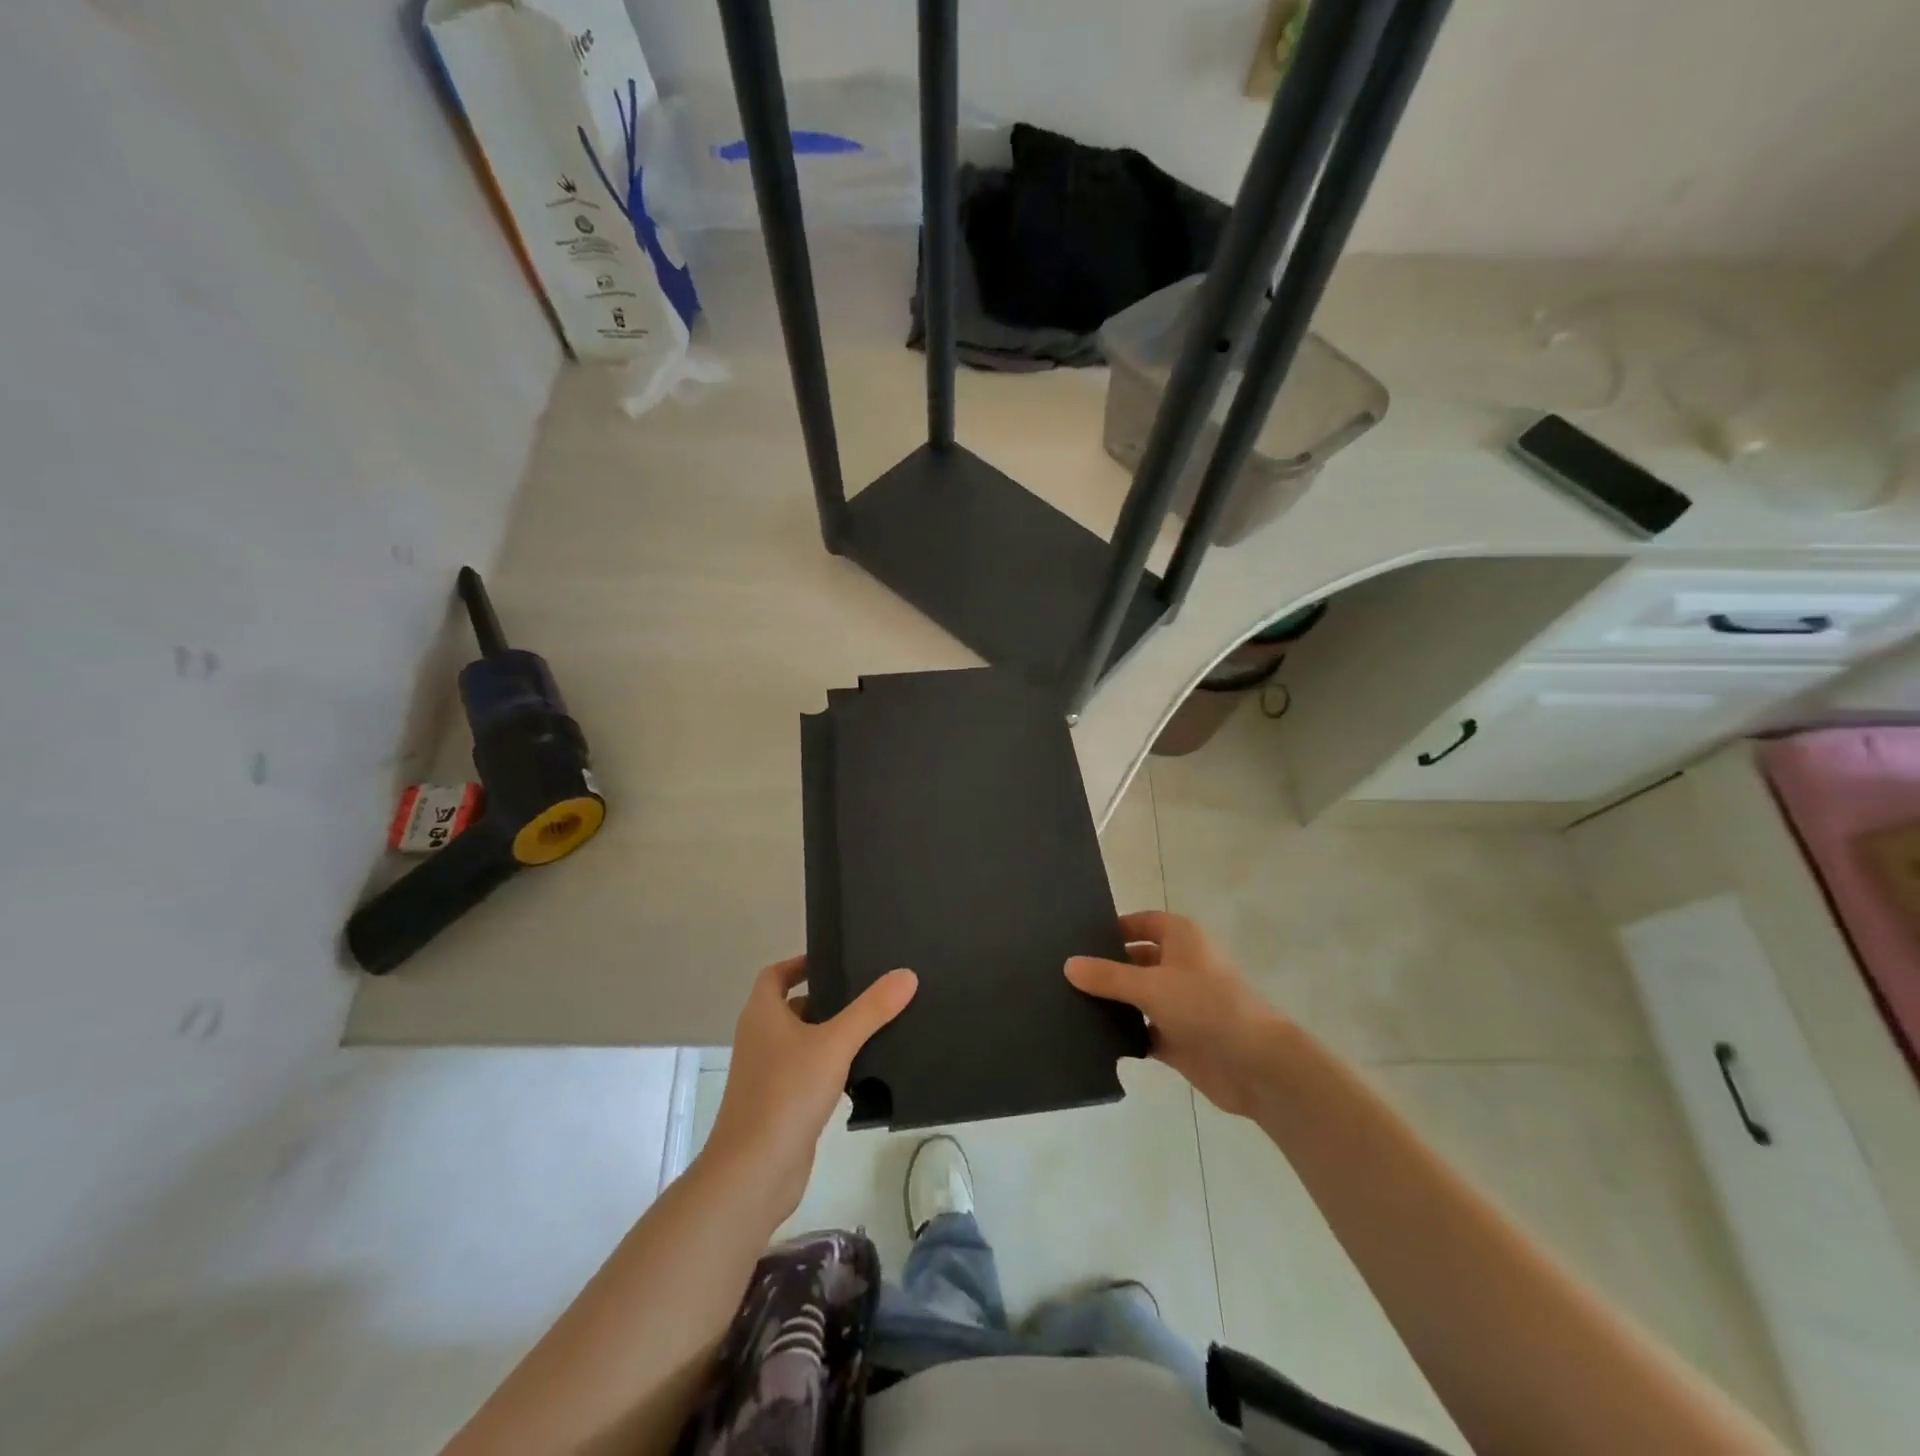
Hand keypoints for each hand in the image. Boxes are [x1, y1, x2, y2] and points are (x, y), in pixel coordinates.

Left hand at [702, 957, 917, 1221]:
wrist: (753, 1173)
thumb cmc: (787, 1094)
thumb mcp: (835, 1044)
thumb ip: (871, 1009)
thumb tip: (906, 974)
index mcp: (762, 1014)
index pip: (776, 975)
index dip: (801, 963)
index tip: (836, 959)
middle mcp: (759, 1038)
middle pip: (792, 1006)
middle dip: (825, 998)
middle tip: (867, 990)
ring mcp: (767, 1074)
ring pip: (801, 1041)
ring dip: (829, 1033)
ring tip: (873, 1025)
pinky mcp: (779, 1104)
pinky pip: (806, 1072)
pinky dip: (829, 1065)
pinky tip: (861, 1070)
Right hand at [1066, 910, 1289, 1117]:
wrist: (1256, 1065)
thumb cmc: (1207, 1006)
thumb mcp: (1151, 985)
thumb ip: (1108, 976)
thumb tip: (1068, 964)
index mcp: (1181, 939)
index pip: (1141, 923)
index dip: (1113, 928)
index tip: (1076, 938)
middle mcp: (1181, 965)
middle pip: (1136, 960)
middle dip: (1106, 967)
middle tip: (1062, 973)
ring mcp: (1181, 1004)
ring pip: (1138, 997)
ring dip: (1113, 1002)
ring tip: (1067, 1003)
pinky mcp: (1179, 1038)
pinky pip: (1143, 1031)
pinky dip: (1124, 1034)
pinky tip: (1091, 1037)